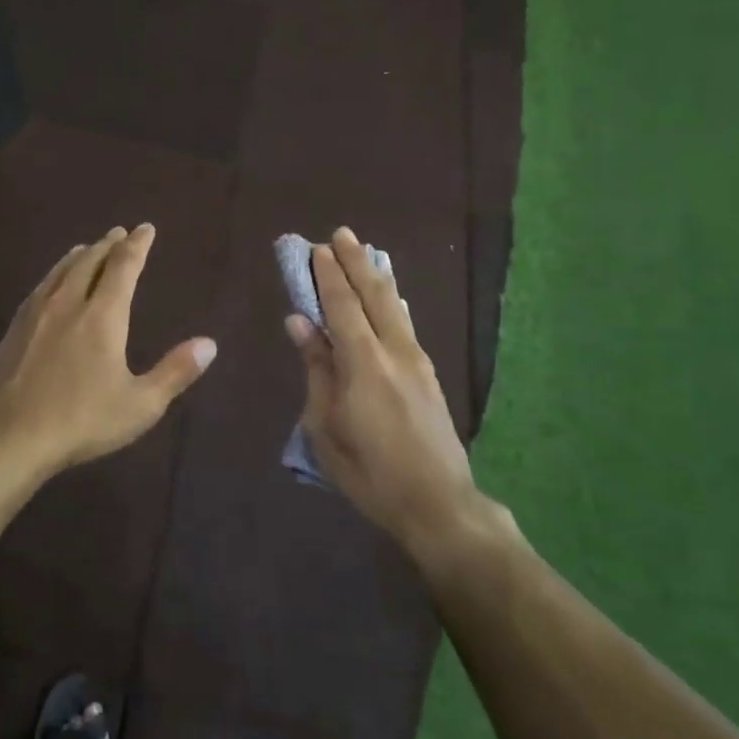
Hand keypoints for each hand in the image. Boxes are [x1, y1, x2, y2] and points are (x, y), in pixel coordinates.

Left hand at [0, 224, 216, 476]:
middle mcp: (69, 304)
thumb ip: (175, 372)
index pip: (124, 267)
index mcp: (103, 316)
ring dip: (79, 255)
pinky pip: (40, 287)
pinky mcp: (15, 328)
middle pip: (90, 261)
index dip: (137, 245)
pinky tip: (51, 283)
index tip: (146, 228)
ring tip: (88, 247)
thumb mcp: (141, 404)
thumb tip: (209, 344)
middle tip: (120, 232)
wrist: (12, 435)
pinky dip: (55, 273)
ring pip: (61, 271)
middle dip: (108, 244)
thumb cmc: (83, 420)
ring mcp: (37, 314)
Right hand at [285, 229, 497, 560]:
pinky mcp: (429, 375)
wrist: (438, 503)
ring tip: (364, 253)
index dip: (327, 274)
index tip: (315, 247)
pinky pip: (405, 324)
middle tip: (339, 234)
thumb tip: (300, 322)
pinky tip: (391, 297)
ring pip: (395, 306)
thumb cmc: (369, 471)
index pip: (341, 305)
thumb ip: (316, 368)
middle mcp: (395, 351)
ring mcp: (418, 362)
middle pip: (374, 294)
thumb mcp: (326, 425)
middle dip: (355, 262)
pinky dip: (392, 301)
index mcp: (364, 362)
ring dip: (376, 276)